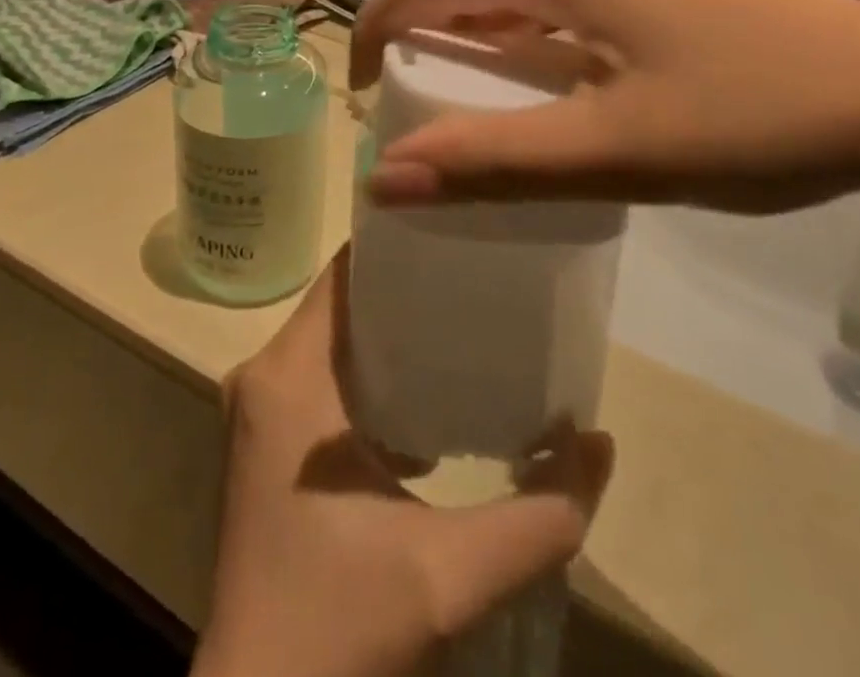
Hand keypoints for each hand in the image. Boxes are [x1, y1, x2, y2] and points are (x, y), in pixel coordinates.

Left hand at [192, 249, 614, 676]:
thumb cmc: (341, 629)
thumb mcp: (452, 575)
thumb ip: (540, 513)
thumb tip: (600, 442)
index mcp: (292, 376)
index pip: (346, 271)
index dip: (400, 244)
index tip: (460, 230)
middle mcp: (264, 375)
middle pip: (344, 299)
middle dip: (408, 286)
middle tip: (479, 275)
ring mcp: (259, 411)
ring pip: (334, 338)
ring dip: (392, 333)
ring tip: (465, 325)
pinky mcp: (265, 445)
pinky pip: (323, 376)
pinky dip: (372, 375)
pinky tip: (430, 400)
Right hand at [352, 0, 859, 212]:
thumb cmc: (754, 119)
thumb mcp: (614, 150)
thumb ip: (493, 161)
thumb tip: (383, 179)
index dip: (378, 28)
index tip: (358, 93)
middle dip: (421, 25)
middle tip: (399, 96)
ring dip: (475, 23)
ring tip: (455, 87)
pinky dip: (524, 21)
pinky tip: (535, 67)